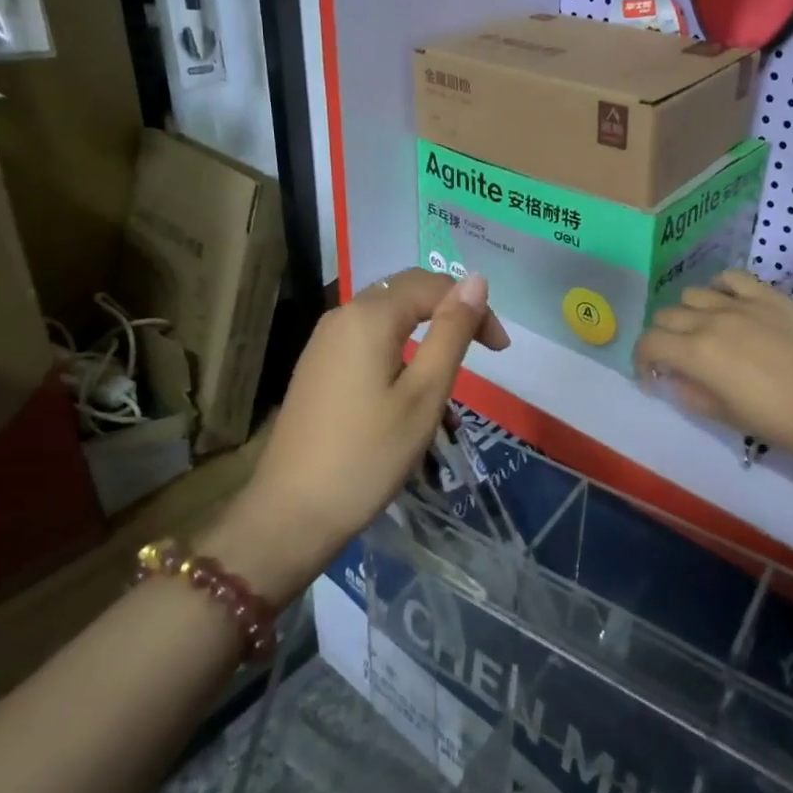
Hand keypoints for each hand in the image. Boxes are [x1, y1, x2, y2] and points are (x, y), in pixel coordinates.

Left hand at [205, 270, 508, 603]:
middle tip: (483, 352)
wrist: (291, 512)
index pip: (433, 286)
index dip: (473, 308)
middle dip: (450, 313)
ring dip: (425, 332)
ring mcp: (324, 341)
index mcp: (369, 315)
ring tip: (450, 374)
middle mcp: (342, 315)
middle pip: (407, 292)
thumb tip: (476, 280)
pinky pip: (367, 339)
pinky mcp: (317, 367)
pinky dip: (399, 348)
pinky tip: (409, 386)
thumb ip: (451, 332)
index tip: (500, 350)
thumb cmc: (368, 455)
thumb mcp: (425, 394)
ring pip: (387, 316)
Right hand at [634, 269, 792, 465]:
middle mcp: (711, 320)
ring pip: (694, 294)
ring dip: (689, 313)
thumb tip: (675, 378)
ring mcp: (741, 304)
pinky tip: (728, 304)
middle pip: (667, 315)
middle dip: (663, 337)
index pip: (649, 343)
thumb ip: (690, 393)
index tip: (652, 376)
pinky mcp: (769, 296)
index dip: (642, 359)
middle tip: (678, 358)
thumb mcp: (725, 416)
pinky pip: (732, 278)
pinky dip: (721, 288)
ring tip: (704, 330)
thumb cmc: (779, 422)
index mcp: (697, 354)